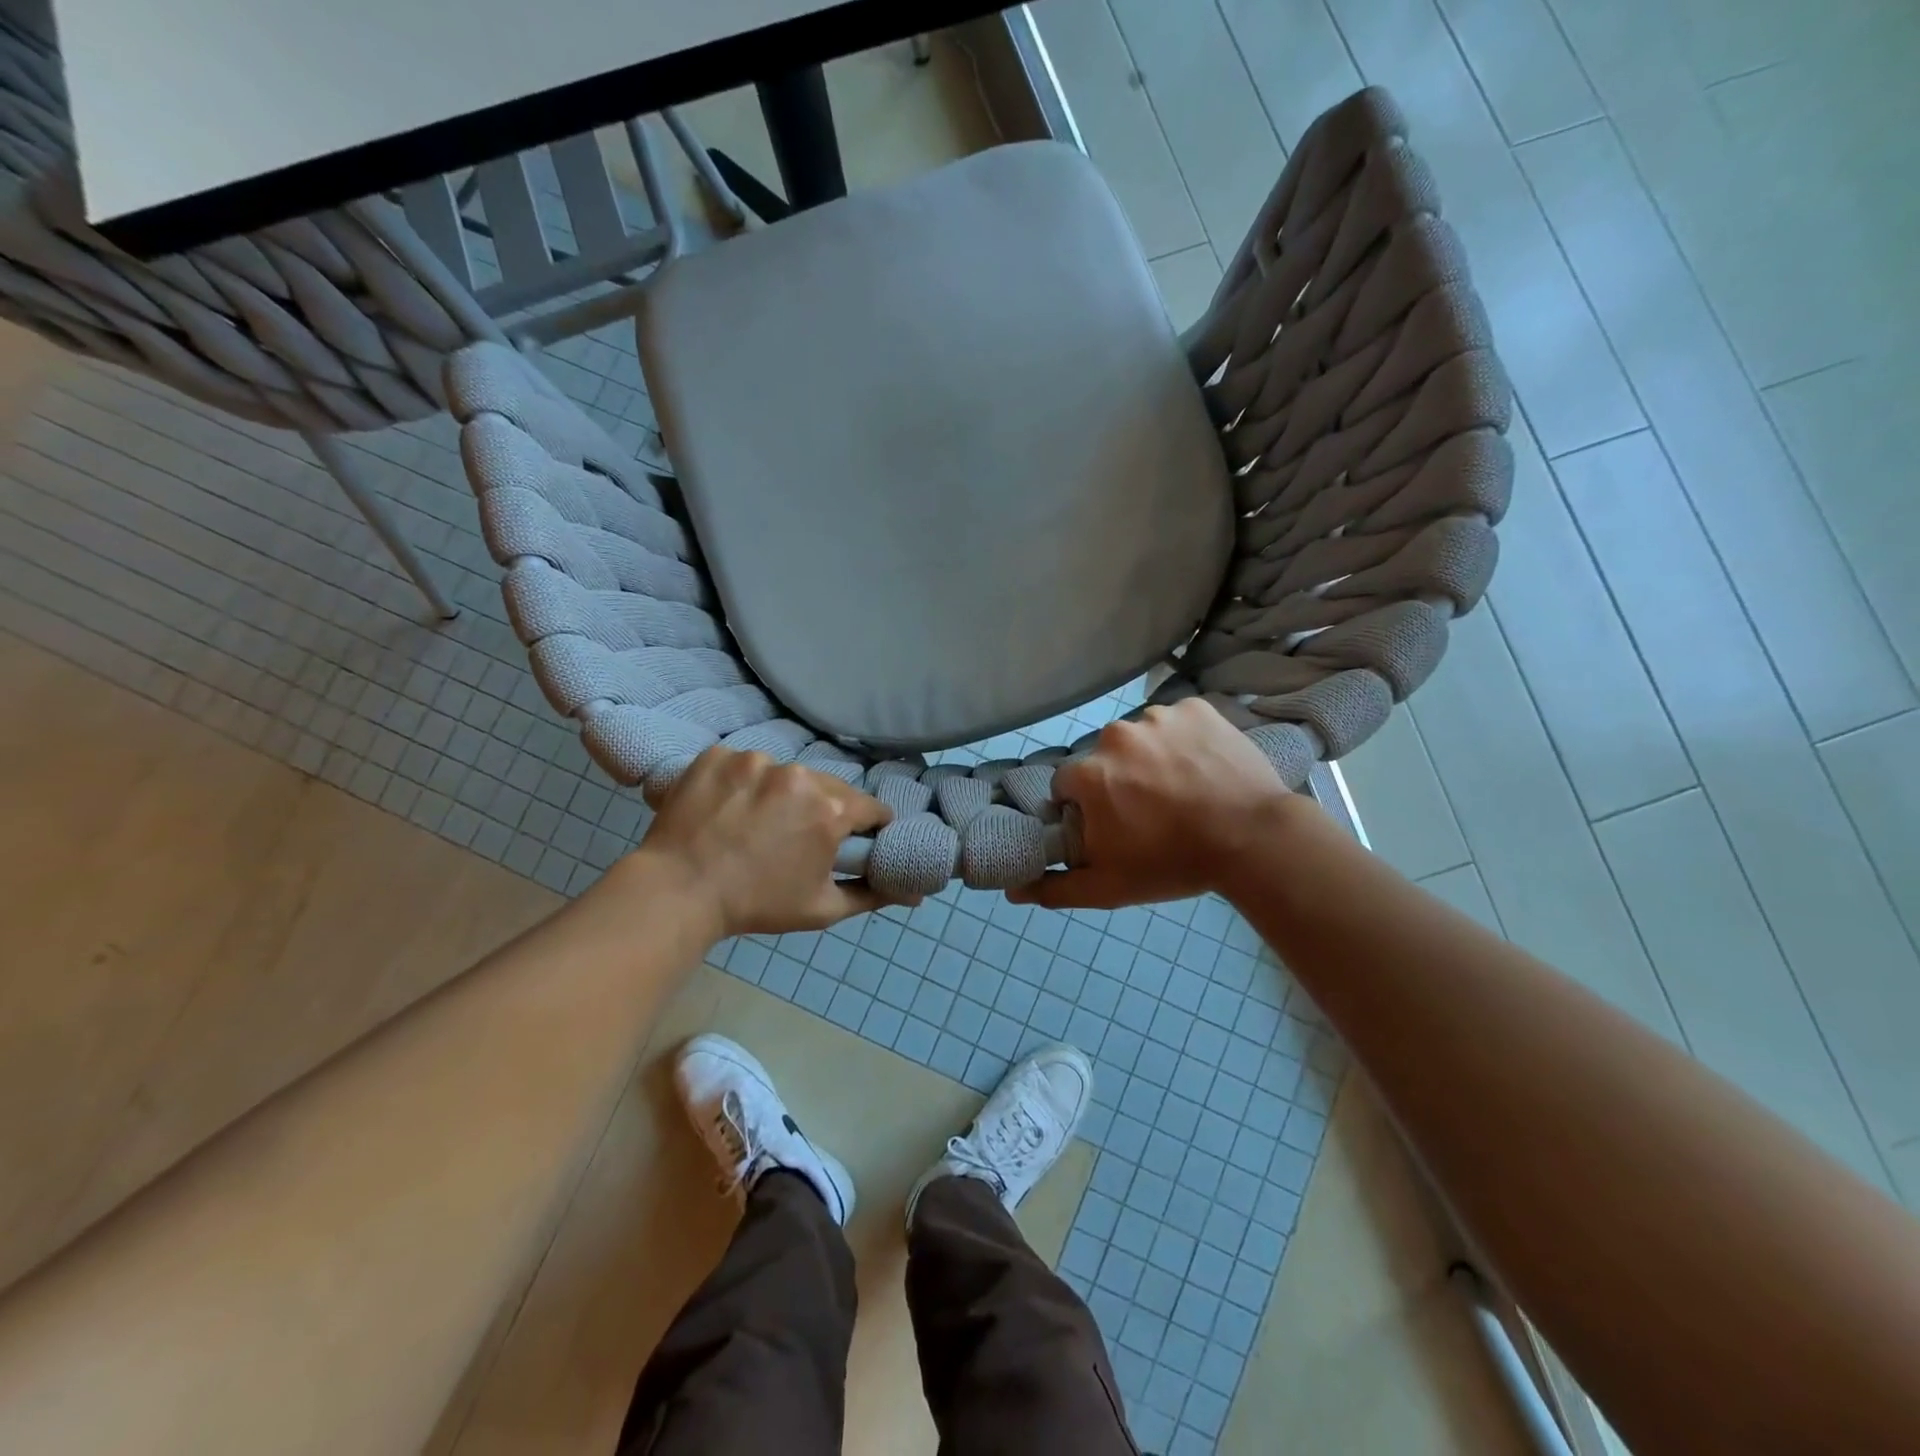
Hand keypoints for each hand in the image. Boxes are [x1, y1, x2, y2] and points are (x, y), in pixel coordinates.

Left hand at [634, 748, 897, 937]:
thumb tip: (915, 895)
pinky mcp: (718, 755)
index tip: (852, 840)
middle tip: (797, 837)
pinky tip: (726, 809)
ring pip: (784, 773)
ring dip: (780, 794)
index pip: (869, 807)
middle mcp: (799, 776)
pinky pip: (743, 764)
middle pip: (827, 787)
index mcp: (830, 810)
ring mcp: (754, 760)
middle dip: (821, 809)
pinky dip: (740, 783)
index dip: (867, 826)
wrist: (678, 892)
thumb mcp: (822, 908)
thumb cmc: (757, 904)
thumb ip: (872, 895)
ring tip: (755, 823)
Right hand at [1010, 698, 1305, 909]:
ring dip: (1151, 757)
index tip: (1113, 825)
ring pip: (1140, 737)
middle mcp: (1115, 735)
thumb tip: (1012, 891)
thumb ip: (1056, 887)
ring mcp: (1159, 716)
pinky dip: (1184, 739)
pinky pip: (1177, 720)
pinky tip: (1203, 766)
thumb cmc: (1174, 864)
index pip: (1068, 785)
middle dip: (1118, 781)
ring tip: (1183, 788)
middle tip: (1152, 811)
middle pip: (1104, 758)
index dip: (1086, 807)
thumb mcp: (1109, 888)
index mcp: (1089, 773)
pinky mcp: (1196, 707)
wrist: (1254, 839)